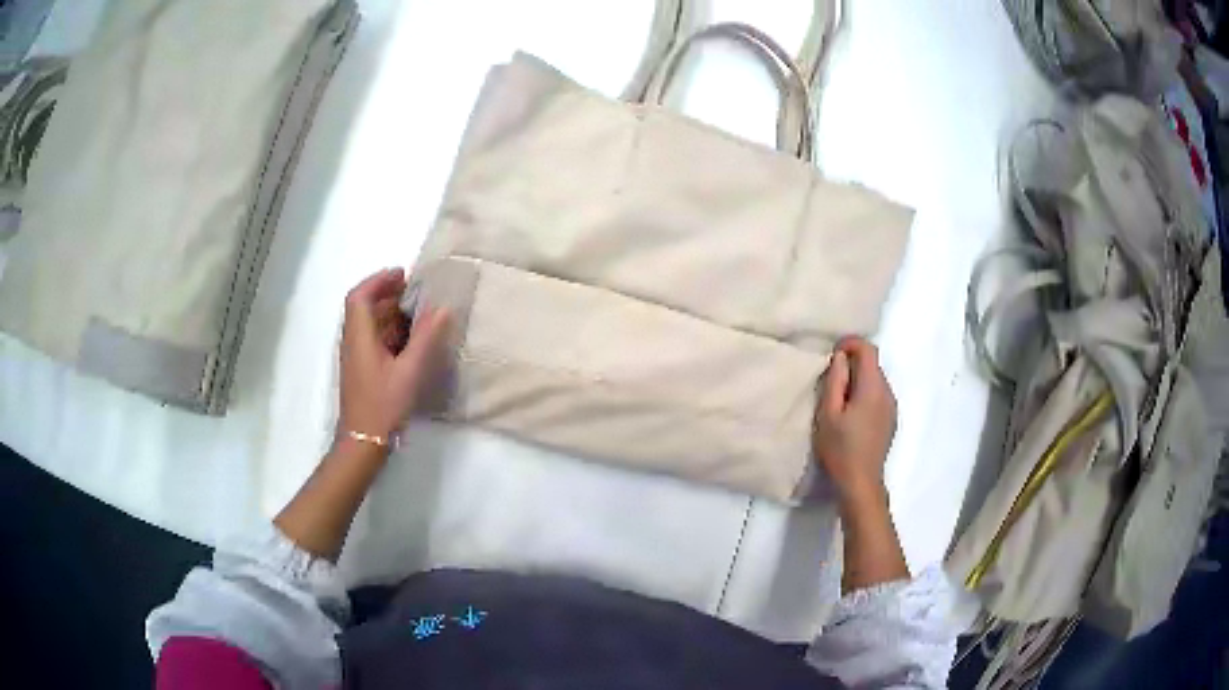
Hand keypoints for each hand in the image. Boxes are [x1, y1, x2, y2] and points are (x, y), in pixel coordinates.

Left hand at [337, 268, 451, 441]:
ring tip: (419, 312)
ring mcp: (356, 357)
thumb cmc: (382, 405)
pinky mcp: (362, 370)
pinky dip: (391, 332)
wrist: (363, 442)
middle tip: (417, 291)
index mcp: (359, 337)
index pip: (360, 296)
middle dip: (389, 294)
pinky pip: (374, 340)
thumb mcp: (409, 371)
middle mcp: (353, 342)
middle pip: (365, 308)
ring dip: (391, 313)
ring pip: (370, 325)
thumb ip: (425, 338)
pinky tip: (411, 340)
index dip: (379, 280)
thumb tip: (442, 308)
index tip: (402, 274)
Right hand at [812, 337, 896, 504]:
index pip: (868, 349)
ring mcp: (892, 407)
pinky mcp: (891, 420)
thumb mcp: (828, 413)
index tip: (833, 354)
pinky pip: (879, 395)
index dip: (851, 344)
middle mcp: (888, 392)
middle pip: (873, 364)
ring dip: (859, 380)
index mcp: (873, 387)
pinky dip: (865, 394)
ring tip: (839, 400)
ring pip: (876, 380)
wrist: (860, 482)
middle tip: (831, 380)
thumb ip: (835, 381)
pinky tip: (852, 415)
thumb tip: (840, 357)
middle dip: (853, 364)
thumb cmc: (840, 448)